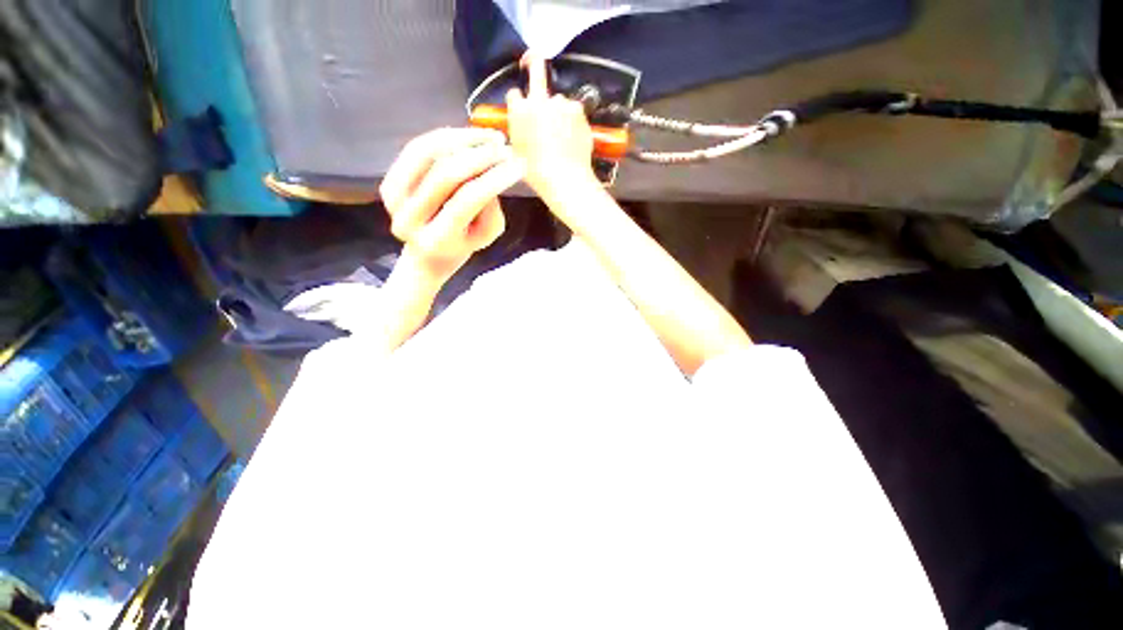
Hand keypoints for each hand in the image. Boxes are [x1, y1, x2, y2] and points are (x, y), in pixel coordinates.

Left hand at [380, 127, 523, 286]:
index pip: (468, 200)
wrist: (428, 255)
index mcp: (437, 240)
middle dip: (481, 155)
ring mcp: (393, 200)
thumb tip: (491, 171)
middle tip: (505, 147)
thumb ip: (491, 209)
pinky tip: (468, 135)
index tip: (519, 165)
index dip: (495, 178)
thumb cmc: (464, 245)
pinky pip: (416, 150)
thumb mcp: (487, 235)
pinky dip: (445, 138)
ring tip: (491, 136)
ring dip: (463, 139)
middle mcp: (409, 219)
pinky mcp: (387, 183)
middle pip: (446, 174)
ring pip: (428, 154)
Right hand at [506, 56, 599, 207]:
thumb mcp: (516, 154)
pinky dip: (572, 119)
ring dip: (558, 110)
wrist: (564, 179)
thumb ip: (516, 133)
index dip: (517, 101)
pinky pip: (573, 110)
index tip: (521, 107)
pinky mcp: (578, 111)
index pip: (514, 94)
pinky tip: (572, 136)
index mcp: (519, 111)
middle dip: (533, 62)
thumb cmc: (536, 173)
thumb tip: (519, 126)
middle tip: (531, 60)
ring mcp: (561, 104)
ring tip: (562, 134)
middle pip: (537, 69)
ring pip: (558, 99)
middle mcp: (539, 101)